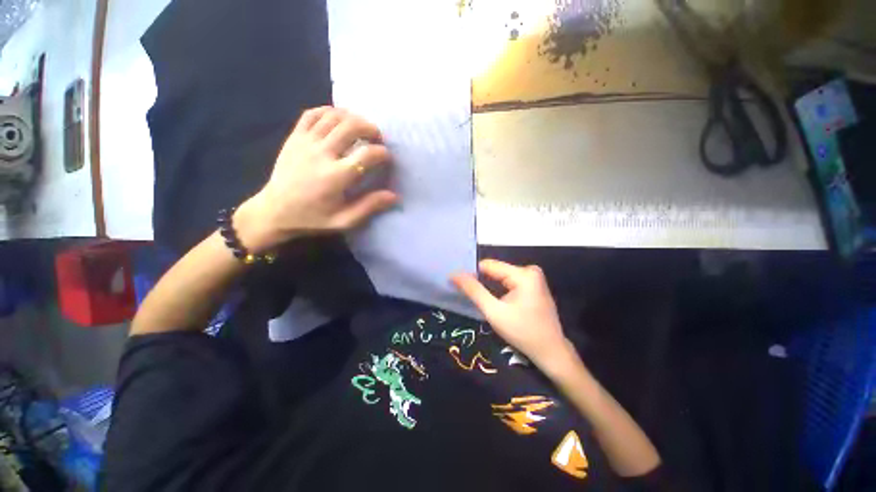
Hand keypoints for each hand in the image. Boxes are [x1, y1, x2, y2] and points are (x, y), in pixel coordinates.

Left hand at [234, 107, 397, 252]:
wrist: (274, 211)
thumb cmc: (313, 218)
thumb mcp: (344, 221)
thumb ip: (369, 207)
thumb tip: (394, 196)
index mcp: (336, 177)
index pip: (366, 155)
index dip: (382, 153)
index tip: (387, 158)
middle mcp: (321, 154)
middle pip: (351, 126)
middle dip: (370, 128)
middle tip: (377, 138)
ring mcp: (305, 142)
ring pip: (333, 116)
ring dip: (353, 117)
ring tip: (361, 128)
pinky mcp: (294, 137)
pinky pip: (312, 114)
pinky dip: (328, 111)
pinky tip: (338, 119)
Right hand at [452, 259, 573, 371]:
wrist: (551, 352)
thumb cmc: (523, 332)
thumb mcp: (494, 312)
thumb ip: (474, 291)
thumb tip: (454, 274)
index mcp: (523, 274)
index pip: (489, 265)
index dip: (472, 273)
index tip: (457, 282)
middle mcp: (530, 271)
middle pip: (496, 271)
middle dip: (481, 281)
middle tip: (465, 293)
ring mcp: (534, 278)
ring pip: (501, 277)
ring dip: (489, 286)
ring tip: (476, 297)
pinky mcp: (534, 286)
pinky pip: (509, 283)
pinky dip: (499, 290)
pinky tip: (492, 300)